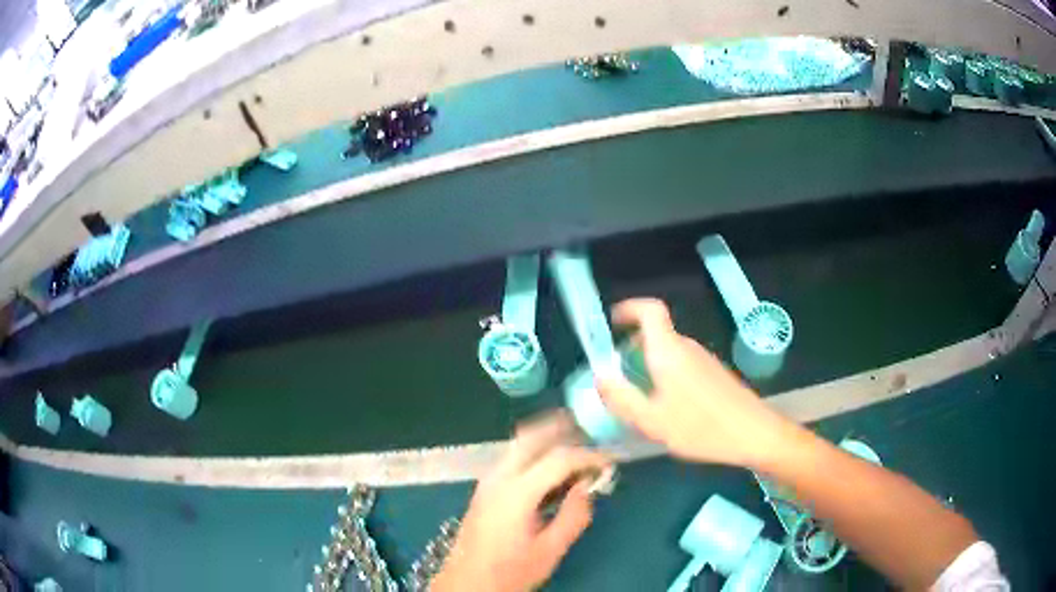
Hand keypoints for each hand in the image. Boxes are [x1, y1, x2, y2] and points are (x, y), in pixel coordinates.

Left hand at [432, 413, 611, 591]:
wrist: (467, 583)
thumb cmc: (510, 571)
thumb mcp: (549, 550)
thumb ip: (573, 516)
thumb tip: (589, 487)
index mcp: (516, 492)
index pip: (558, 458)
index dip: (588, 456)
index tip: (609, 461)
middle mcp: (499, 477)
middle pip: (531, 437)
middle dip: (561, 430)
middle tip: (589, 434)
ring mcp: (487, 481)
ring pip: (518, 445)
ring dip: (546, 439)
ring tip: (574, 448)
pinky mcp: (484, 489)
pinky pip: (512, 458)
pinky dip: (533, 452)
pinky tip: (550, 469)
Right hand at [595, 298, 794, 467]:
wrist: (753, 434)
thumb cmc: (701, 427)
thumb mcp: (652, 421)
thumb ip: (621, 398)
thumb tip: (599, 376)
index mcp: (669, 351)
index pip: (650, 310)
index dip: (629, 309)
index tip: (612, 324)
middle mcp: (687, 348)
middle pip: (655, 334)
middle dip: (632, 350)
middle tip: (619, 379)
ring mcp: (703, 359)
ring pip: (668, 352)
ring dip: (649, 366)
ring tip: (641, 400)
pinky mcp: (714, 373)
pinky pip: (682, 365)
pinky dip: (666, 376)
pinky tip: (668, 409)